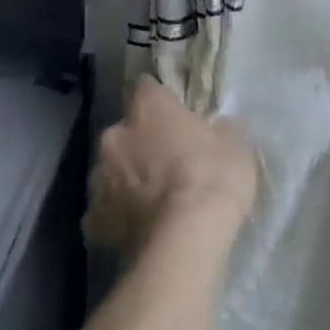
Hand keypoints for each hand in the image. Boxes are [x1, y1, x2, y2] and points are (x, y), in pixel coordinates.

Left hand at [85, 77, 257, 249]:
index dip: (162, 102)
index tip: (176, 115)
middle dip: (142, 145)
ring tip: (154, 203)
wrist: (184, 241)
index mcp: (148, 110)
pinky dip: (119, 217)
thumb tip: (218, 127)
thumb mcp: (236, 148)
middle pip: (126, 133)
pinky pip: (106, 212)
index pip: (148, 89)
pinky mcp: (93, 220)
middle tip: (168, 165)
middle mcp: (115, 136)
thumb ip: (222, 130)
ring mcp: (98, 179)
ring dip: (128, 180)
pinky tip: (140, 230)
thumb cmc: (213, 180)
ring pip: (112, 171)